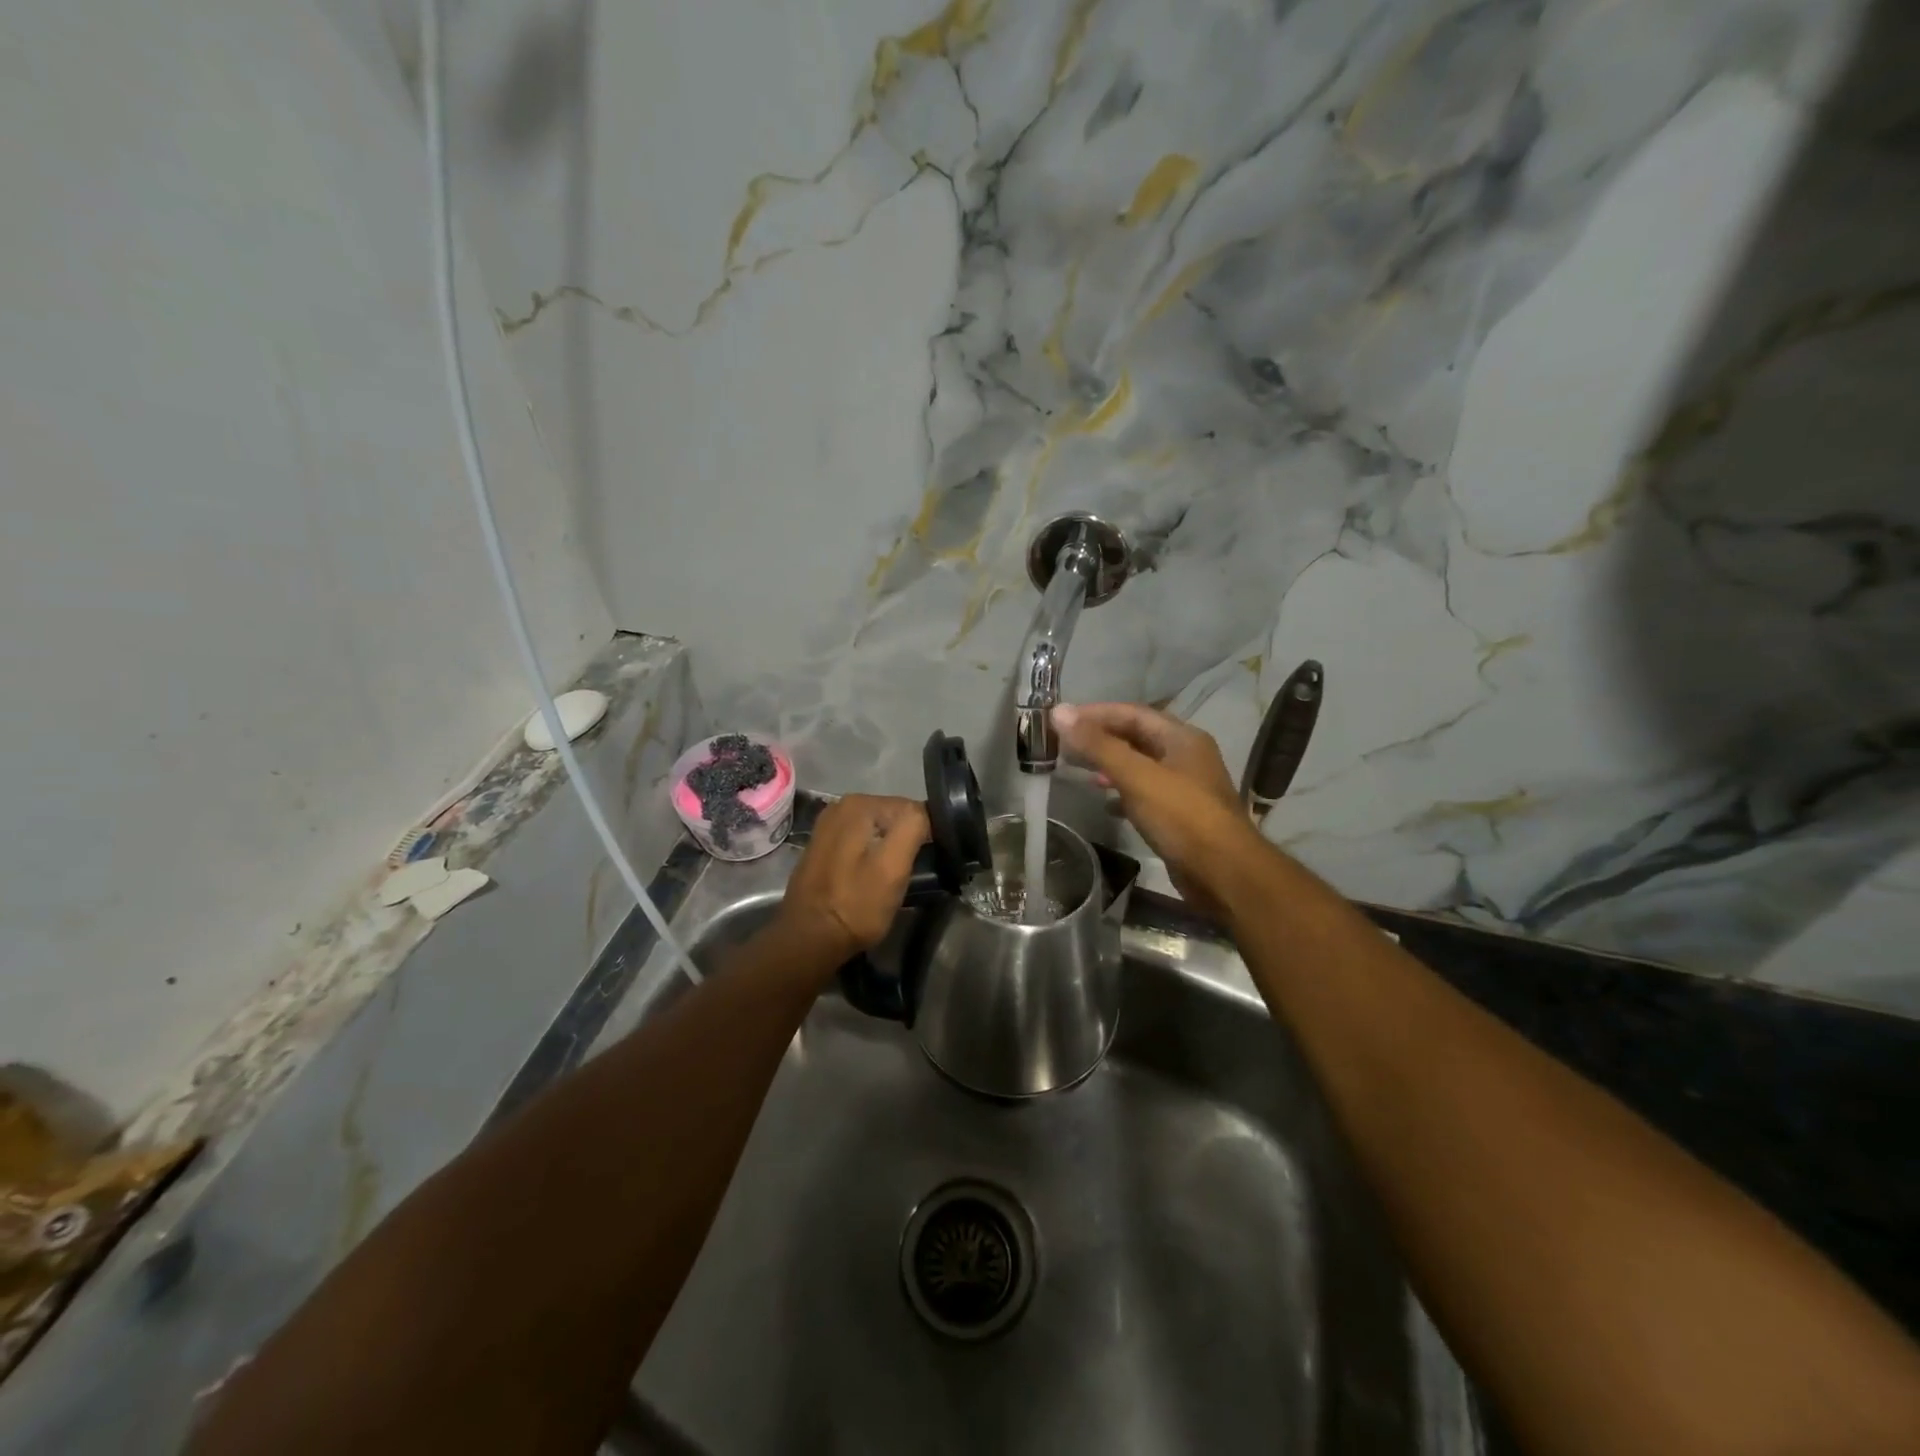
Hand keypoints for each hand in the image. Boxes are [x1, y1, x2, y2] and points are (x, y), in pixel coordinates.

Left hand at [775, 794, 929, 970]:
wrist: (809, 939)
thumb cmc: (856, 905)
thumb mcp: (893, 867)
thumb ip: (912, 828)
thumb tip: (926, 811)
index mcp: (859, 803)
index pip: (911, 809)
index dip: (925, 835)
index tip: (926, 862)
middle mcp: (841, 806)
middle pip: (893, 818)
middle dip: (905, 841)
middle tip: (909, 872)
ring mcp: (829, 826)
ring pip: (878, 831)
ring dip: (889, 849)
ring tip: (892, 877)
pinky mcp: (824, 846)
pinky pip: (861, 842)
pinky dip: (871, 855)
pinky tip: (870, 877)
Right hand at [1052, 703, 1262, 917]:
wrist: (1224, 872)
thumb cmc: (1182, 817)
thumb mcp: (1136, 776)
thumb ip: (1098, 745)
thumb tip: (1059, 712)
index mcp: (1181, 738)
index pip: (1132, 713)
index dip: (1095, 713)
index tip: (1061, 720)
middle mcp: (1185, 756)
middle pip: (1136, 736)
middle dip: (1100, 738)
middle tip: (1063, 744)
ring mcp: (1185, 786)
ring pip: (1139, 765)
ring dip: (1109, 764)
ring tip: (1077, 769)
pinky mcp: (1180, 814)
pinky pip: (1144, 792)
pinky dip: (1122, 792)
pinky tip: (1104, 802)